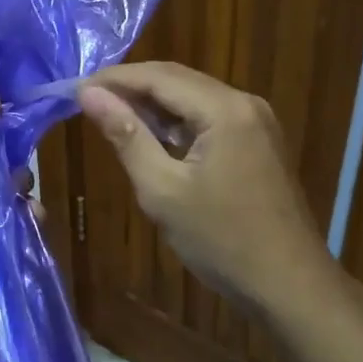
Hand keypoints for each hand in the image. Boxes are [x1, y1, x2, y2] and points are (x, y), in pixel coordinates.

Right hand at [78, 63, 336, 317]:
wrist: (289, 285)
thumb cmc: (221, 241)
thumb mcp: (163, 190)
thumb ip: (126, 136)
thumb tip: (90, 94)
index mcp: (225, 109)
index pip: (159, 76)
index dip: (114, 79)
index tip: (74, 89)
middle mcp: (245, 102)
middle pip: (179, 79)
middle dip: (132, 87)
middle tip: (87, 101)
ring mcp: (257, 121)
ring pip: (194, 97)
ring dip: (154, 105)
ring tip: (110, 116)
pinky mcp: (258, 141)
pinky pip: (210, 117)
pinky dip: (178, 122)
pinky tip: (152, 136)